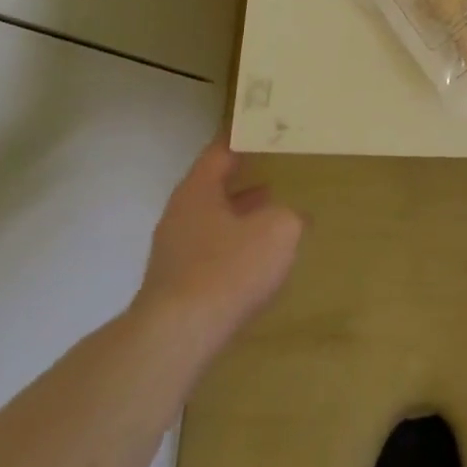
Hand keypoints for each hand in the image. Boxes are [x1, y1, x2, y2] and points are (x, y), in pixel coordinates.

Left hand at [132, 133, 303, 349]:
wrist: (177, 338)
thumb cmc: (229, 269)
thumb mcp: (279, 231)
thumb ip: (290, 215)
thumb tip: (292, 216)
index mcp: (198, 190)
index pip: (220, 151)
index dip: (242, 138)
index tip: (263, 128)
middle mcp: (180, 215)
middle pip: (213, 185)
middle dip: (243, 177)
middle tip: (275, 166)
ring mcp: (174, 251)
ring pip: (212, 220)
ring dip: (240, 213)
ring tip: (273, 210)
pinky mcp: (177, 284)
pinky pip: (211, 251)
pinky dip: (234, 245)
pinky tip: (257, 258)